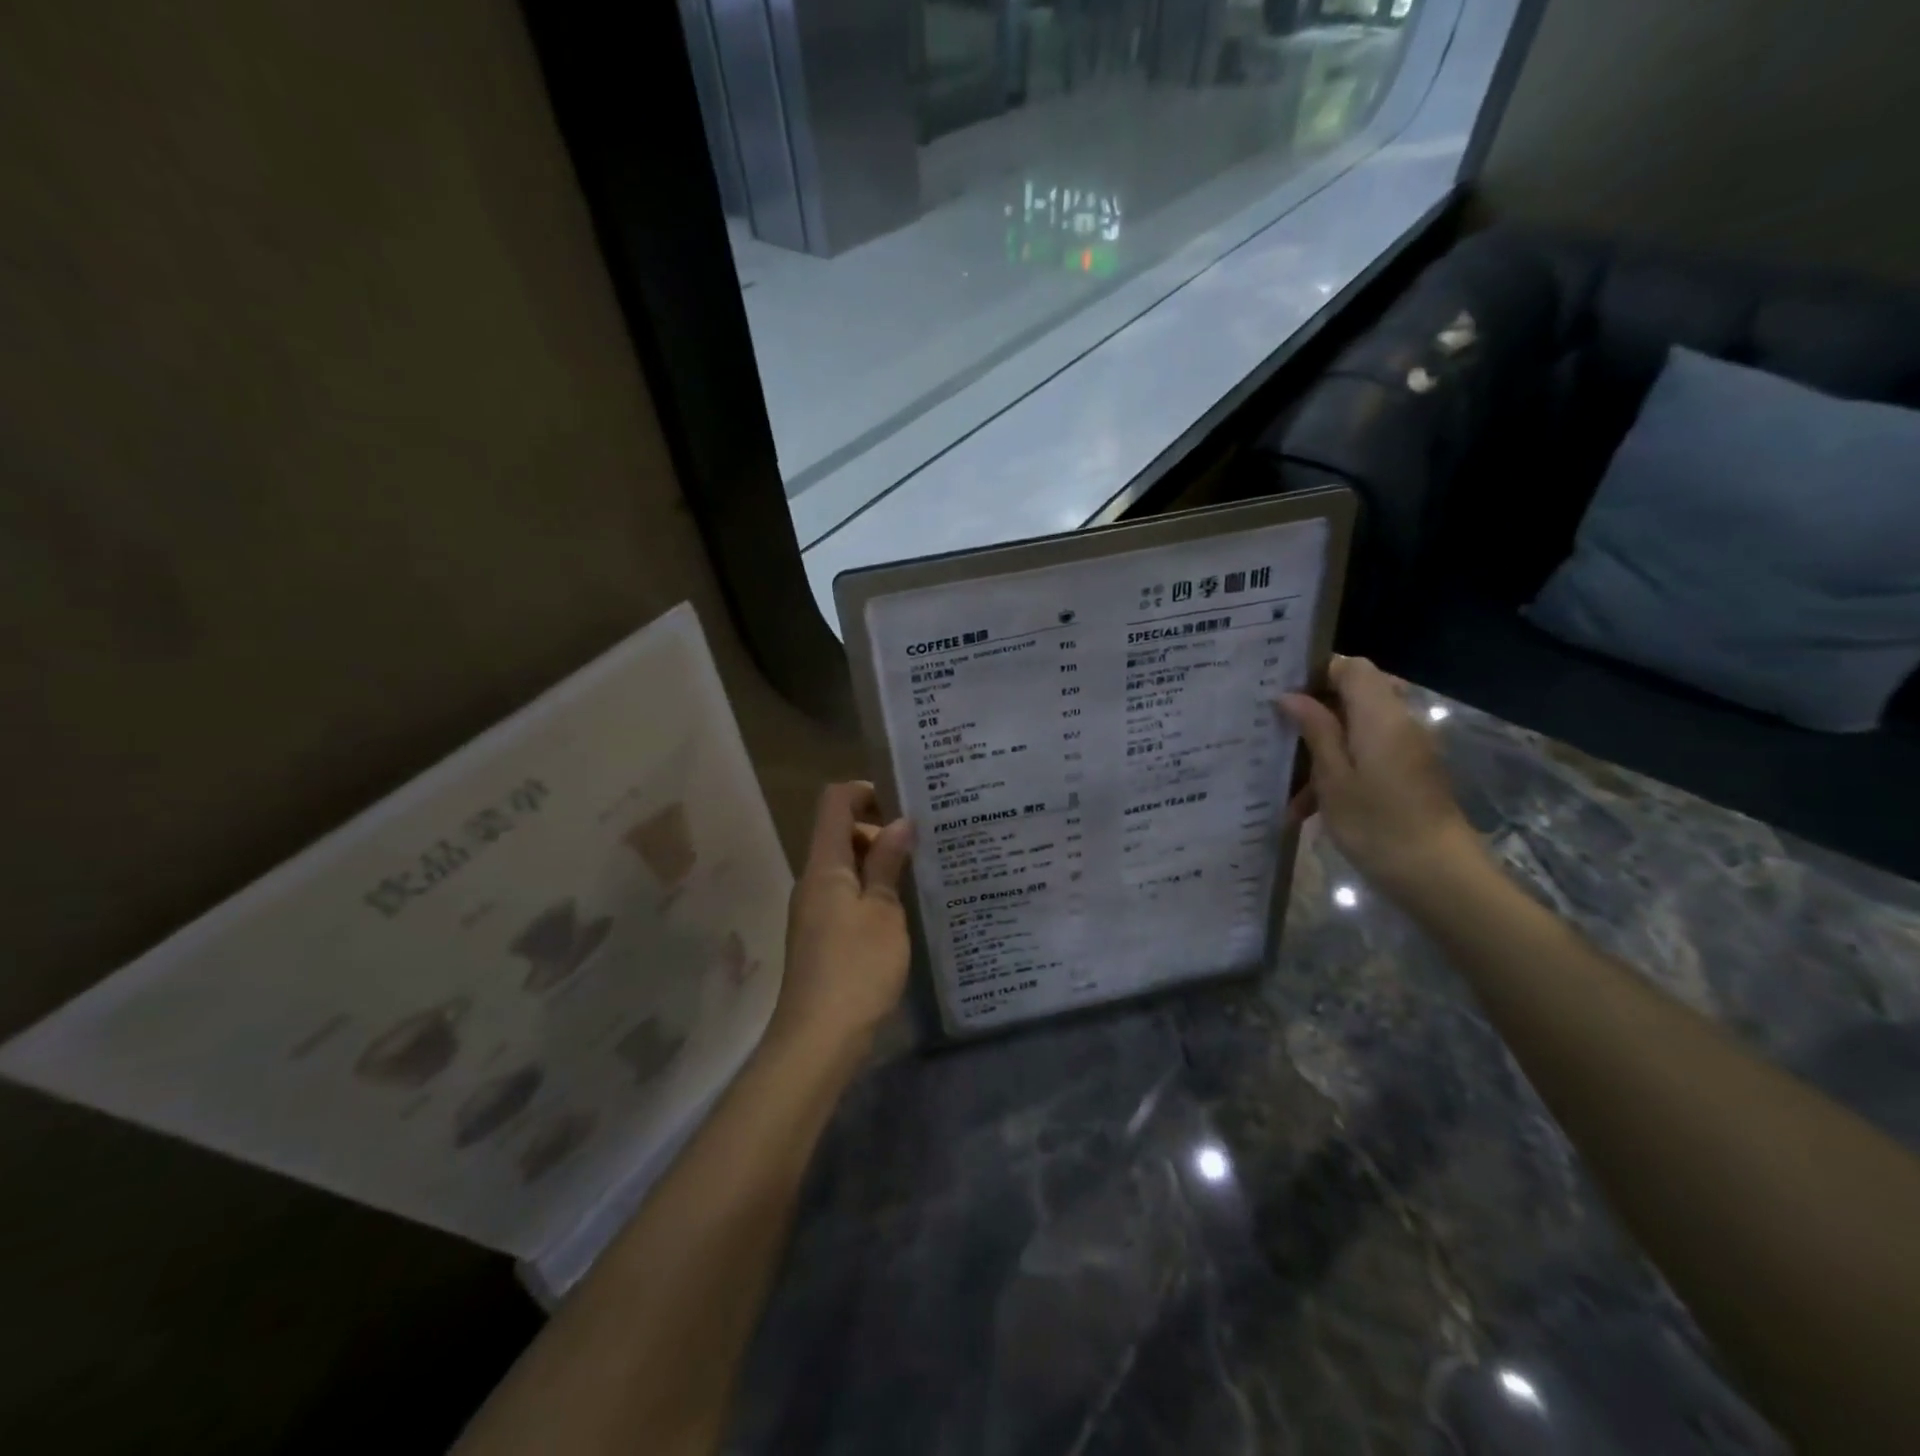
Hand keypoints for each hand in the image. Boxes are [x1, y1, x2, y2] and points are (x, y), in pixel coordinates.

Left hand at [772, 781, 914, 1056]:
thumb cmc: (857, 967)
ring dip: (879, 862)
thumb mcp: (883, 911)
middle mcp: (813, 880)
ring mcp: (814, 909)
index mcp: (824, 865)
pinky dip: (872, 890)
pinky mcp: (822, 936)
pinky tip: (903, 907)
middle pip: (841, 833)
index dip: (867, 791)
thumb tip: (900, 822)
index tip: (906, 803)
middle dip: (880, 829)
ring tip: (922, 871)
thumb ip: (888, 863)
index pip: (835, 802)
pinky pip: (847, 895)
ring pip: (846, 867)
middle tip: (926, 840)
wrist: (818, 1039)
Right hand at [1277, 656, 1480, 899]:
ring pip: (1356, 729)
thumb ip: (1315, 730)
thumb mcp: (1333, 777)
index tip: (1281, 691)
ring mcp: (1406, 750)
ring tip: (1287, 783)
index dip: (1317, 671)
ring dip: (1321, 748)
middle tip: (1278, 730)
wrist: (1437, 876)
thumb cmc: (1377, 824)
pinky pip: (1366, 755)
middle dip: (1314, 711)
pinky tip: (1307, 806)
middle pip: (1354, 695)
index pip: (1352, 667)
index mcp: (1380, 715)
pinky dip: (1338, 769)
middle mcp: (1398, 723)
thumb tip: (1291, 696)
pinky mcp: (1408, 774)